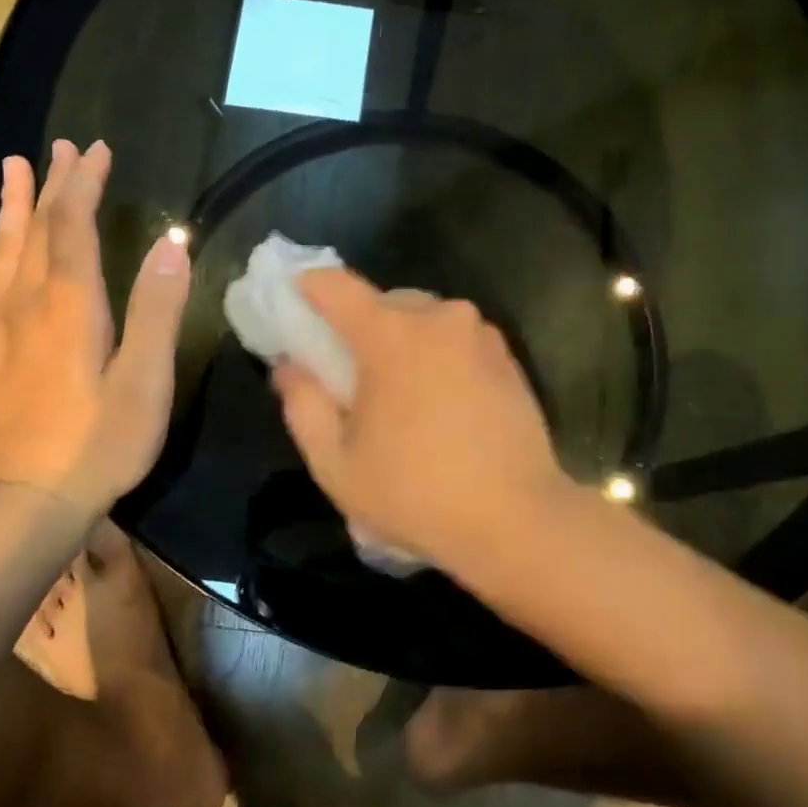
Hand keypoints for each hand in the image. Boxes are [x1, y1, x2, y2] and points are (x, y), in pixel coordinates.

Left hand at [0, 142, 190, 511]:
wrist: (28, 502)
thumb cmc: (102, 442)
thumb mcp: (146, 380)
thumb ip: (157, 309)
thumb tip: (171, 244)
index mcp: (71, 304)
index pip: (74, 225)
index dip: (85, 184)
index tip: (97, 150)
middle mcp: (25, 302)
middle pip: (36, 228)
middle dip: (53, 184)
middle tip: (63, 146)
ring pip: (1, 248)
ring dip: (12, 203)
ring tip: (15, 166)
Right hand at [271, 269, 571, 574]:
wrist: (517, 520)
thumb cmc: (415, 494)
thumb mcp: (336, 463)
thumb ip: (303, 405)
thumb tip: (290, 366)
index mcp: (391, 334)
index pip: (336, 286)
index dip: (308, 289)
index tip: (295, 304)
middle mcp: (439, 318)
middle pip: (384, 302)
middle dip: (360, 326)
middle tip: (350, 371)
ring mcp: (480, 334)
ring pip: (425, 319)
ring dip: (404, 341)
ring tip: (400, 393)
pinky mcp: (508, 357)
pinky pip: (457, 340)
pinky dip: (438, 356)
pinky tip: (440, 404)